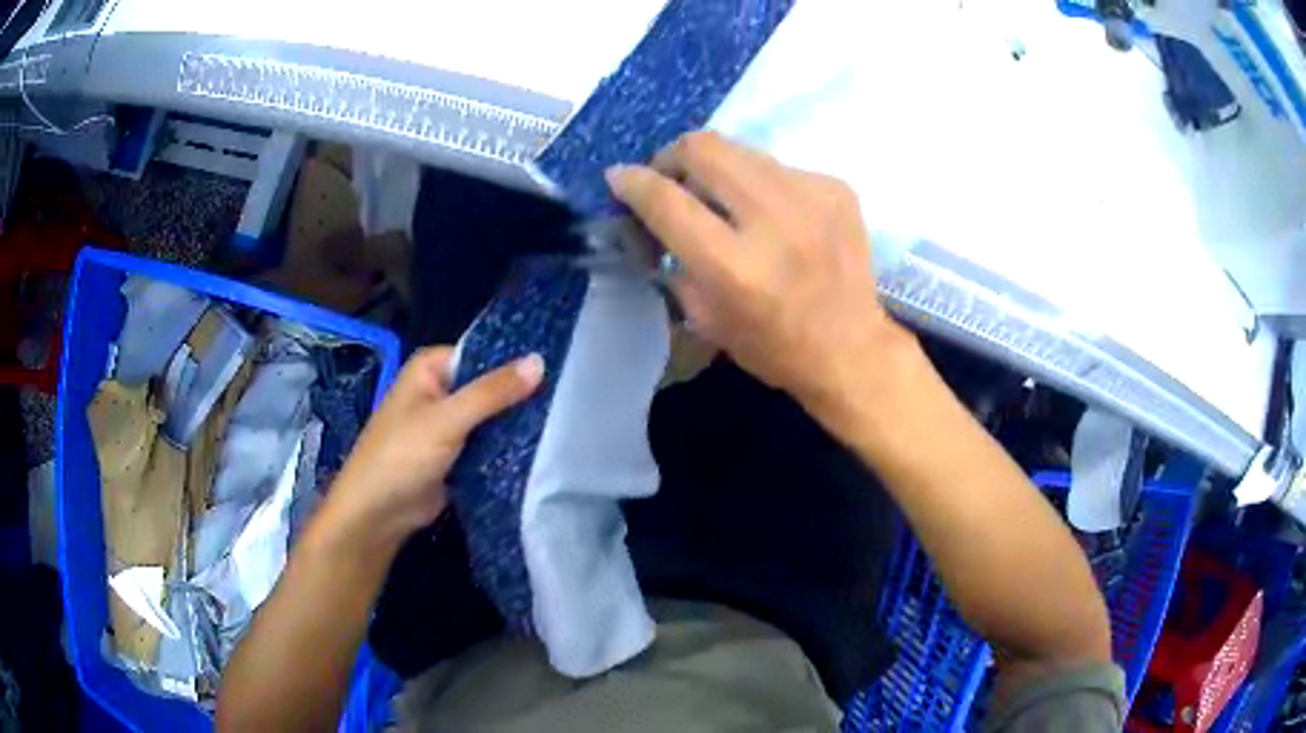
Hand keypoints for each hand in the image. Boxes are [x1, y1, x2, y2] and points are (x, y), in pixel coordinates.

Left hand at [320, 347, 543, 550]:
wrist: (378, 514)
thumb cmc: (401, 456)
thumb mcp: (447, 419)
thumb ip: (493, 392)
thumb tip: (541, 361)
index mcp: (431, 368)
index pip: (483, 352)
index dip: (516, 360)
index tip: (559, 368)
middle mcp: (440, 389)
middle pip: (490, 385)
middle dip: (521, 395)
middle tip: (569, 400)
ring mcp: (449, 424)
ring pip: (492, 416)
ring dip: (517, 423)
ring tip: (565, 423)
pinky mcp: (457, 454)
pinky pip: (488, 442)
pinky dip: (508, 446)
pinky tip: (543, 447)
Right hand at [605, 131, 906, 418]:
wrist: (852, 349)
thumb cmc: (774, 348)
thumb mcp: (706, 318)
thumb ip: (674, 260)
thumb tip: (653, 215)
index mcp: (735, 267)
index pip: (667, 200)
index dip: (633, 182)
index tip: (619, 177)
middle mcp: (775, 222)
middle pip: (704, 148)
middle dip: (672, 156)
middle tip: (670, 177)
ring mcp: (811, 198)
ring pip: (741, 149)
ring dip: (717, 167)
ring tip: (720, 194)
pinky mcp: (836, 188)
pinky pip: (779, 167)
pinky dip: (761, 183)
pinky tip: (770, 213)